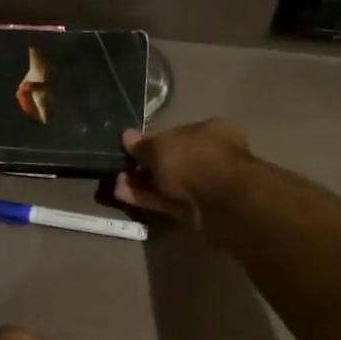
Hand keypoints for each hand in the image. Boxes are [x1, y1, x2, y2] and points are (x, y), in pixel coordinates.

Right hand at [114, 120, 253, 225]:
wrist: (222, 201)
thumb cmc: (194, 159)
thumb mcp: (161, 147)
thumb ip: (143, 145)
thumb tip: (127, 137)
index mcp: (210, 130)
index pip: (178, 134)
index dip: (154, 142)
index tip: (133, 151)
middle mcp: (212, 155)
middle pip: (174, 161)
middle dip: (146, 167)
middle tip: (121, 171)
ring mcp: (208, 184)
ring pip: (170, 183)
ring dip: (144, 184)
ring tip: (117, 185)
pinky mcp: (201, 210)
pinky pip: (170, 201)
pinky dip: (149, 199)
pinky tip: (125, 196)